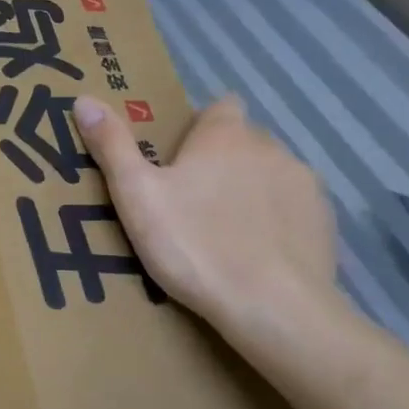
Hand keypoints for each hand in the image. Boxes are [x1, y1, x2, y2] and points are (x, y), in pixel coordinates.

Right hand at [73, 93, 352, 366]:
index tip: (181, 157)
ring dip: (252, 190)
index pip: (220, 107)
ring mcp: (303, 184)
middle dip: (223, 162)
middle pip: (244, 142)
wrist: (273, 308)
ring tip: (226, 234)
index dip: (202, 127)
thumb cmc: (195, 246)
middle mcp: (270, 147)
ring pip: (271, 175)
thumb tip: (84, 99)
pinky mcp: (324, 221)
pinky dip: (278, 221)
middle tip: (192, 203)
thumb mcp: (137, 197)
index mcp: (225, 135)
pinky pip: (295, 208)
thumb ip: (112, 145)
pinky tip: (259, 255)